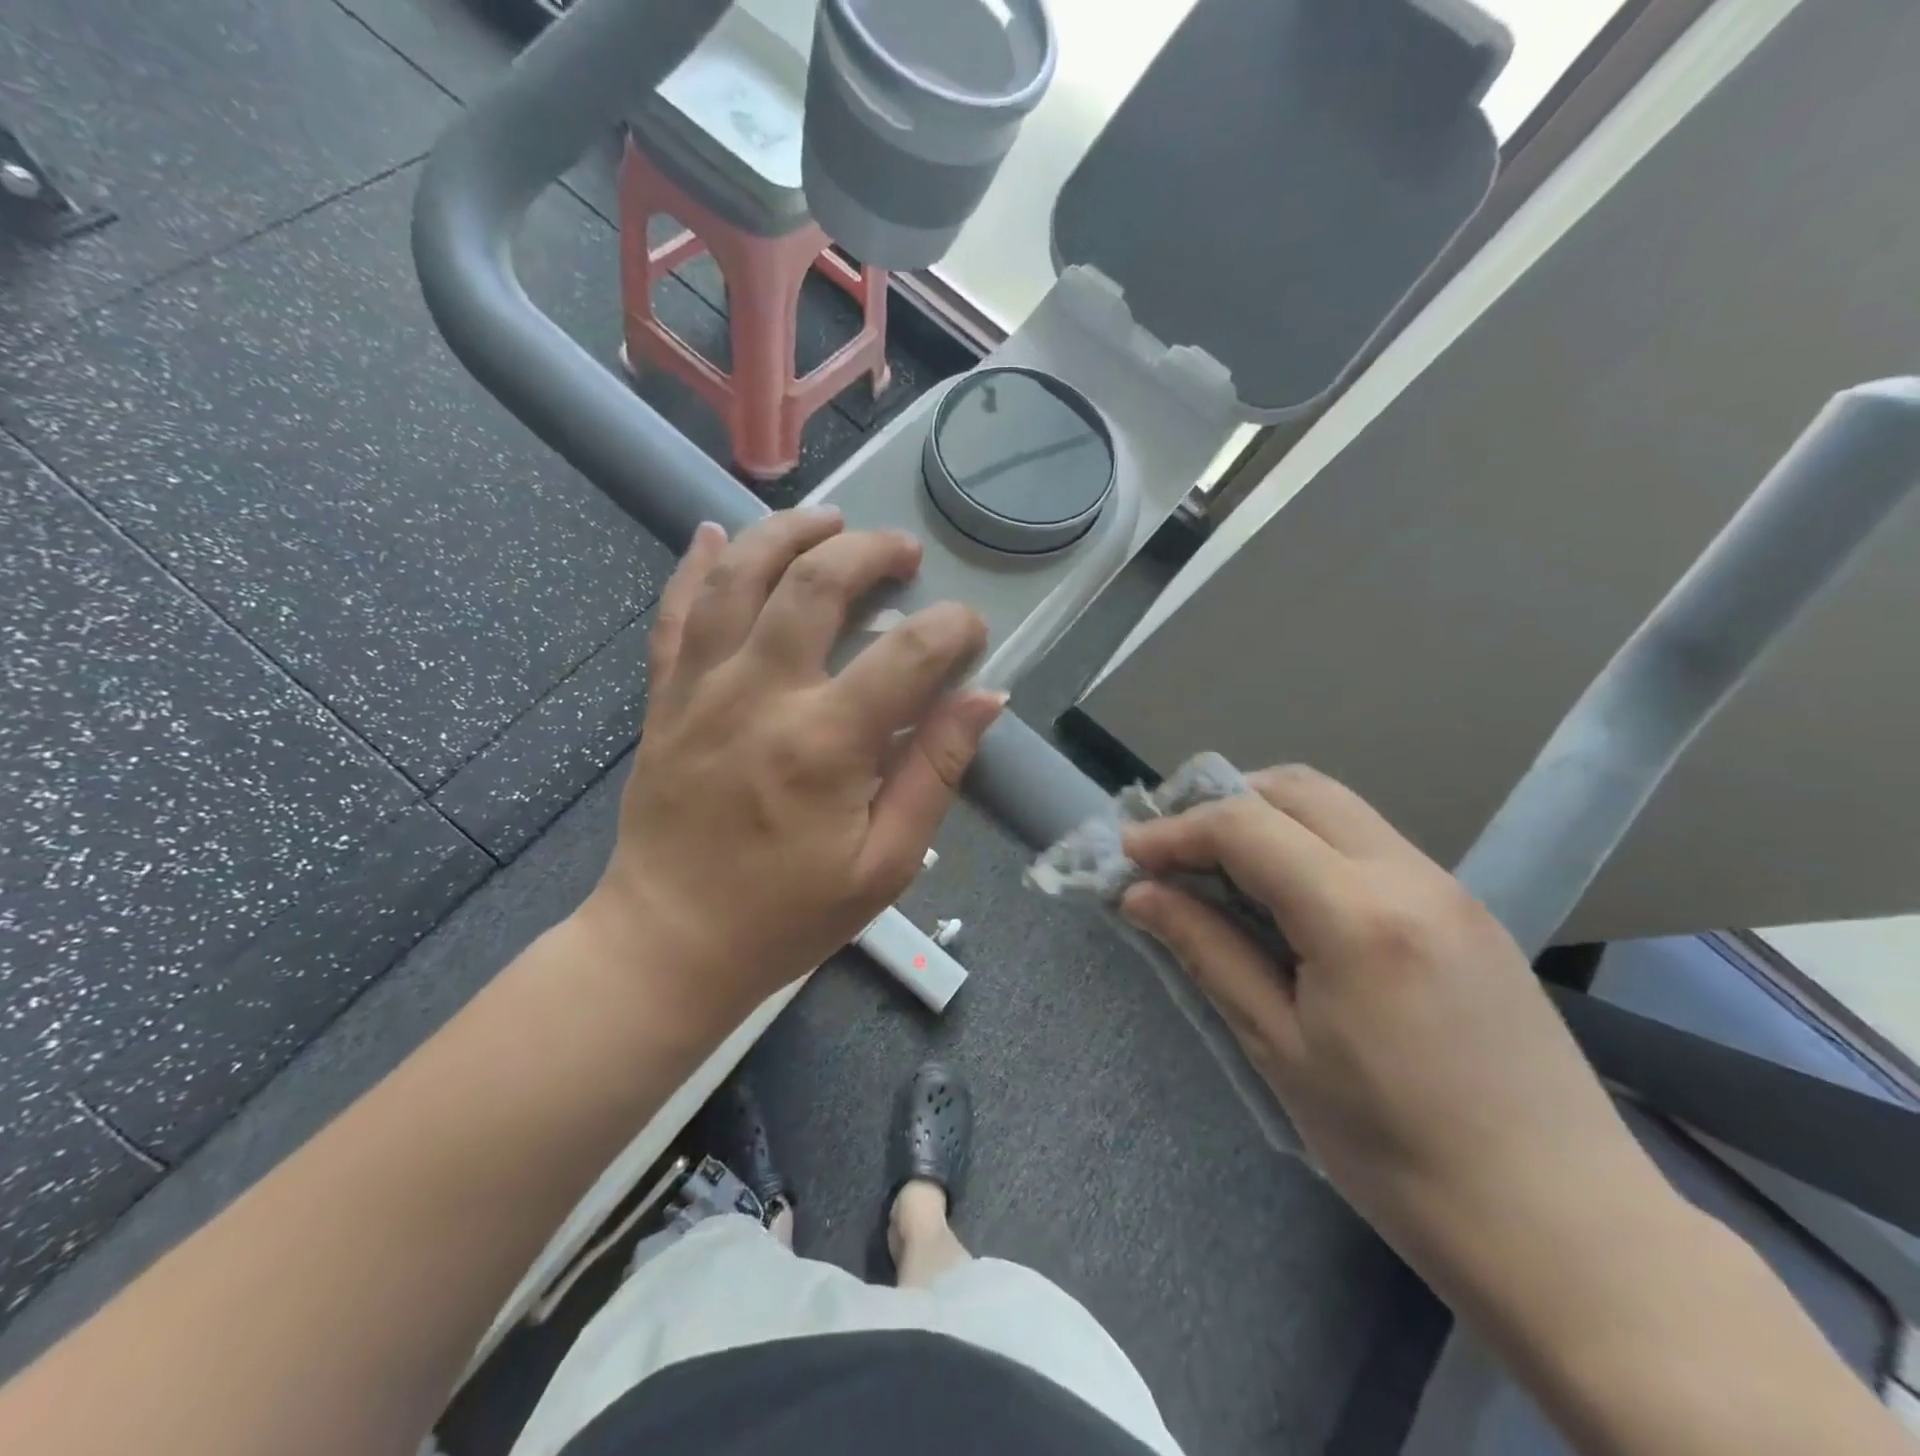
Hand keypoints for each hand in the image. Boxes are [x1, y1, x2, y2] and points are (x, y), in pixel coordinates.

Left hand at [587, 508, 1002, 1030]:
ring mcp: (700, 690)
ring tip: (828, 521)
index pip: (908, 654)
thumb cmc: (788, 915)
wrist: (670, 943)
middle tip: (902, 553)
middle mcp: (759, 696)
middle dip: (869, 552)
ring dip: (787, 535)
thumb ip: (936, 773)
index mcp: (824, 744)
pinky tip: (713, 533)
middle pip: (815, 584)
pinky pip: (674, 614)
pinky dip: (694, 567)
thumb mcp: (886, 864)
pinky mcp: (664, 699)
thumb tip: (983, 698)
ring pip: (738, 578)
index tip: (971, 631)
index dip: (952, 629)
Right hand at [1118, 766, 1664, 1261]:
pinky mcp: (1468, 910)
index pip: (1245, 826)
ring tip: (1218, 869)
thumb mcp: (1280, 1051)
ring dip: (1267, 819)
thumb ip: (1207, 953)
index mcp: (1358, 915)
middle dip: (1221, 802)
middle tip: (1173, 850)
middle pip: (1296, 788)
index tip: (1128, 854)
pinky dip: (1310, 844)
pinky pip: (1370, 843)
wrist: (1570, 1232)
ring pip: (1337, 808)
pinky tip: (1287, 898)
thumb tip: (1140, 896)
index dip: (1174, 831)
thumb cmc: (1401, 1155)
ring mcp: (1449, 888)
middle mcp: (1410, 876)